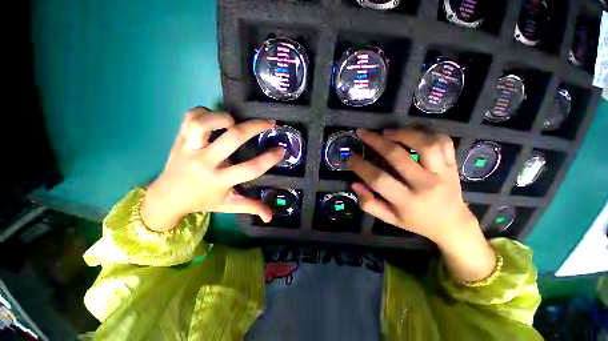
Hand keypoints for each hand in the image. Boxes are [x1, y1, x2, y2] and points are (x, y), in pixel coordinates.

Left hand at [141, 108, 283, 231]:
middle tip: (270, 123)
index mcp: (219, 181)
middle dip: (255, 127)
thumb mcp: (228, 206)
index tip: (281, 150)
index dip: (269, 159)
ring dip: (225, 118)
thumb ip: (251, 208)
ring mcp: (189, 148)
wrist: (167, 196)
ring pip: (205, 123)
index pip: (250, 169)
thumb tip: (270, 217)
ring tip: (236, 121)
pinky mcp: (179, 138)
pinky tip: (216, 118)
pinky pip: (190, 117)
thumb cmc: (202, 200)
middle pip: (232, 139)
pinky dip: (205, 112)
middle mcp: (205, 162)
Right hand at [349, 128, 495, 281]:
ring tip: (387, 131)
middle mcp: (425, 185)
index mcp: (407, 201)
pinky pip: (443, 142)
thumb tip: (355, 183)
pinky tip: (412, 134)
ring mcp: (442, 172)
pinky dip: (427, 133)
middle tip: (363, 133)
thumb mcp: (389, 219)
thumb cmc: (416, 222)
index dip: (361, 167)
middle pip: (398, 156)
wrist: (452, 224)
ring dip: (403, 133)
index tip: (350, 158)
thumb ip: (369, 204)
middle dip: (376, 141)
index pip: (379, 180)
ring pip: (425, 144)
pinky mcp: (453, 164)